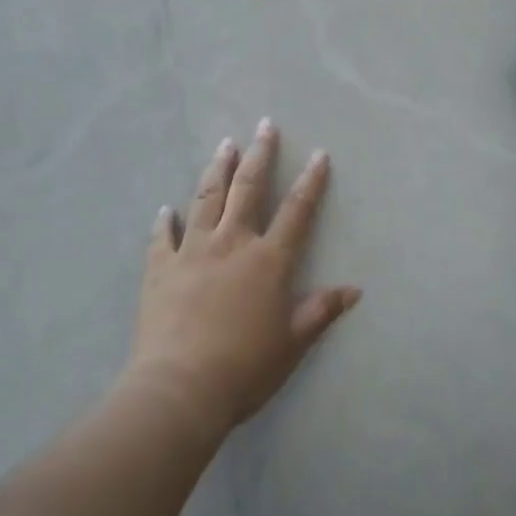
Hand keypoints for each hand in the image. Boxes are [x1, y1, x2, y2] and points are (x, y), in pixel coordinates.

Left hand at [122, 120, 360, 440]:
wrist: (180, 389)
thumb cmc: (245, 367)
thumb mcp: (293, 342)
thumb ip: (321, 310)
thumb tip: (355, 289)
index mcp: (268, 260)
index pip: (296, 211)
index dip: (311, 181)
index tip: (319, 154)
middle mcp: (232, 243)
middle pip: (248, 189)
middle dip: (259, 154)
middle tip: (264, 125)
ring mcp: (192, 252)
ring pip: (206, 199)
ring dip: (217, 170)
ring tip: (224, 144)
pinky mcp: (160, 269)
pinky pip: (162, 238)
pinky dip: (165, 221)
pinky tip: (167, 209)